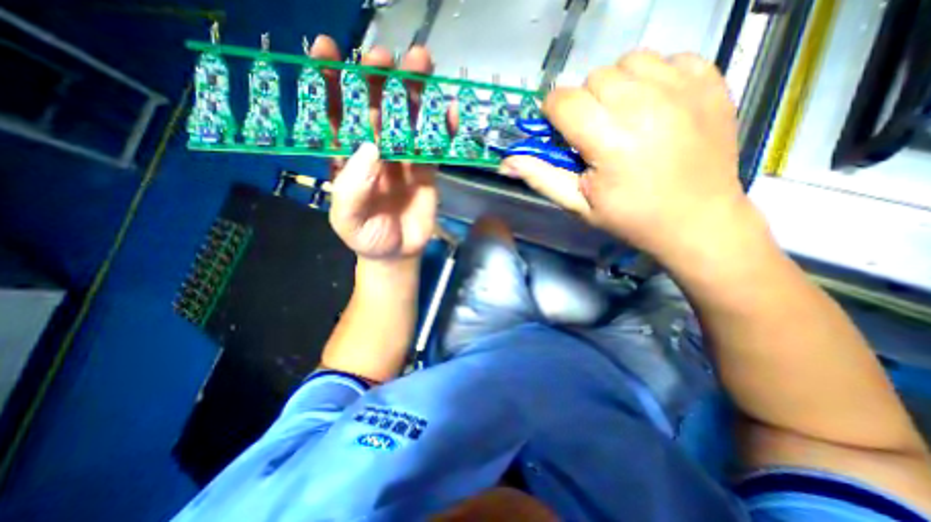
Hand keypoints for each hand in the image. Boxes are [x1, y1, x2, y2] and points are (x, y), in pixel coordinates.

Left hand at [306, 35, 436, 258]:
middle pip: (375, 107)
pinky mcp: (426, 169)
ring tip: (422, 62)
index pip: (334, 114)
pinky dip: (443, 127)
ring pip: (408, 119)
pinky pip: (435, 145)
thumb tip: (370, 148)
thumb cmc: (367, 237)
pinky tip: (450, 111)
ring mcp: (403, 158)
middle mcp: (374, 151)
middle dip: (377, 79)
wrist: (397, 252)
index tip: (326, 49)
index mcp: (347, 158)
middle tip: (384, 58)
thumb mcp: (348, 220)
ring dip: (414, 91)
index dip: (329, 82)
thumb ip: (352, 189)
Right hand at [502, 52, 746, 262]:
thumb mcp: (579, 204)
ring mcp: (683, 88)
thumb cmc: (630, 217)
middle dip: (585, 104)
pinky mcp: (710, 81)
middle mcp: (646, 105)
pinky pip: (667, 58)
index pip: (563, 101)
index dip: (554, 115)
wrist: (697, 220)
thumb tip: (506, 162)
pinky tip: (655, 106)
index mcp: (610, 140)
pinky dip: (653, 77)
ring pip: (628, 61)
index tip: (563, 133)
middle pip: (593, 78)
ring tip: (624, 117)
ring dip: (616, 87)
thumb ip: (541, 177)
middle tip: (596, 133)